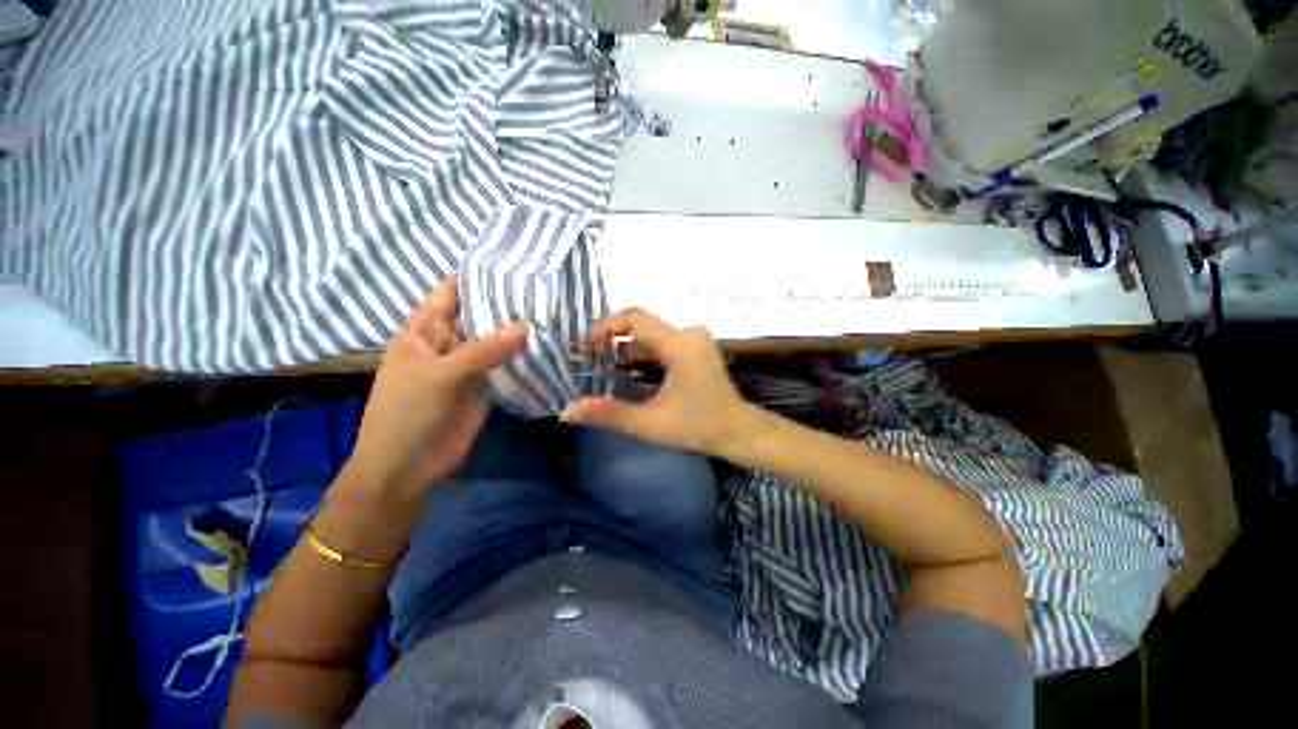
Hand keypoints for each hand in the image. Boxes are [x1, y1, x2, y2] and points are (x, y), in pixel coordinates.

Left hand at [345, 278, 527, 498]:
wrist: (407, 468)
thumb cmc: (406, 415)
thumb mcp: (438, 377)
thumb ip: (481, 352)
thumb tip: (525, 327)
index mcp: (425, 331)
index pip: (451, 293)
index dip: (478, 278)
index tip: (514, 267)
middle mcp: (450, 342)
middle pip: (481, 316)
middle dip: (508, 306)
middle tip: (547, 293)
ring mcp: (470, 365)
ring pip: (498, 341)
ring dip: (520, 332)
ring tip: (555, 315)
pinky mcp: (487, 386)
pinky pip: (508, 366)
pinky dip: (525, 359)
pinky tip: (549, 348)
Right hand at [562, 310, 754, 455]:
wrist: (738, 432)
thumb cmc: (699, 426)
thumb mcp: (652, 423)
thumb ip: (610, 414)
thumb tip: (569, 412)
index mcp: (680, 344)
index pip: (636, 319)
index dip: (606, 327)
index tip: (586, 346)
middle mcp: (688, 334)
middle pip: (641, 327)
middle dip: (612, 341)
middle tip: (587, 360)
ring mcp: (694, 341)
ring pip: (651, 337)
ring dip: (626, 350)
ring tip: (600, 367)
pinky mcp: (695, 350)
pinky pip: (662, 345)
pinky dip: (642, 356)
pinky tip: (626, 373)